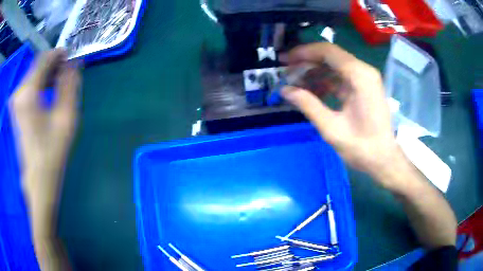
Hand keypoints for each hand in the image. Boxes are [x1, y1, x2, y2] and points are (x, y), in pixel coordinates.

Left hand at [10, 49, 80, 177]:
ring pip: (32, 74)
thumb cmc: (52, 151)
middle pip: (36, 65)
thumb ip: (69, 85)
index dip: (58, 53)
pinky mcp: (15, 108)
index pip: (43, 59)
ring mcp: (15, 100)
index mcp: (28, 93)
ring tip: (59, 82)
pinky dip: (39, 83)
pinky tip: (47, 92)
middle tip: (67, 70)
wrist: (38, 178)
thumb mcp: (66, 117)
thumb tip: (73, 63)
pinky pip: (27, 85)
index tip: (71, 55)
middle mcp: (18, 92)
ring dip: (46, 74)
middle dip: (52, 64)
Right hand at [281, 43, 399, 184]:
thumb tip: (284, 90)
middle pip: (330, 56)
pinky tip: (311, 92)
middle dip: (306, 61)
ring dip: (314, 72)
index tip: (284, 60)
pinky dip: (325, 81)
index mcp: (359, 76)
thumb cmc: (361, 147)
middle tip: (286, 71)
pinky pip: (340, 77)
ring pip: (334, 65)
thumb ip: (308, 105)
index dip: (303, 52)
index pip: (327, 51)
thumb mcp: (332, 128)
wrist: (383, 159)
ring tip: (295, 83)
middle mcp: (364, 71)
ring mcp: (365, 79)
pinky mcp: (363, 88)